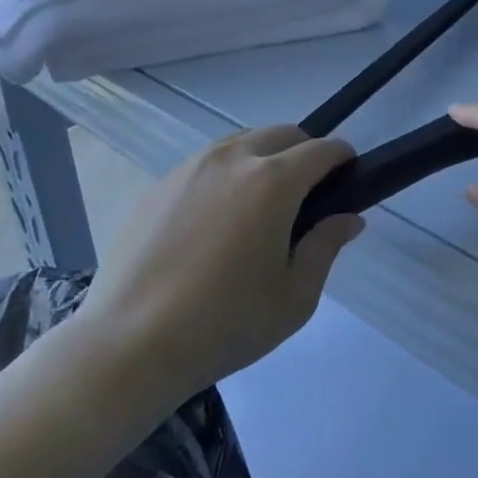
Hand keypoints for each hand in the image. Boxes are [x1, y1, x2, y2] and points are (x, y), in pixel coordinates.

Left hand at [82, 127, 362, 393]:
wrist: (129, 344)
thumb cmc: (225, 324)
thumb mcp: (294, 297)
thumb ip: (326, 247)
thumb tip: (348, 219)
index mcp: (272, 181)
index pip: (321, 149)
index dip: (342, 158)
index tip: (348, 176)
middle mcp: (232, 159)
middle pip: (282, 133)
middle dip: (304, 151)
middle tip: (307, 194)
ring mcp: (189, 168)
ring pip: (240, 143)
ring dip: (263, 158)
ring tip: (259, 206)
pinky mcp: (157, 186)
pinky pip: (204, 165)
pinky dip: (224, 176)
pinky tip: (214, 223)